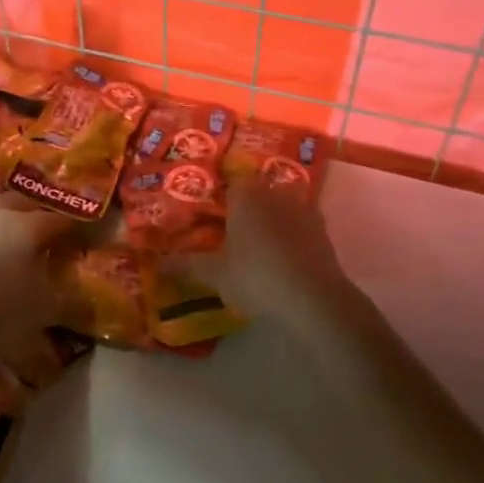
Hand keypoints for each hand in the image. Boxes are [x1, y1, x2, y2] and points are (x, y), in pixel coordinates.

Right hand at [170, 178, 352, 328]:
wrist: (313, 300)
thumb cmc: (256, 276)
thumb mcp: (214, 274)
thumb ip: (186, 265)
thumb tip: (159, 264)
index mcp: (247, 194)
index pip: (230, 182)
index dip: (220, 197)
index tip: (211, 214)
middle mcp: (276, 193)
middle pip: (258, 193)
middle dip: (246, 208)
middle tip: (230, 230)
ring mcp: (305, 211)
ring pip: (282, 209)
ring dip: (272, 222)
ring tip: (256, 246)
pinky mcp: (324, 234)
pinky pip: (300, 229)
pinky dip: (291, 239)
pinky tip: (281, 260)